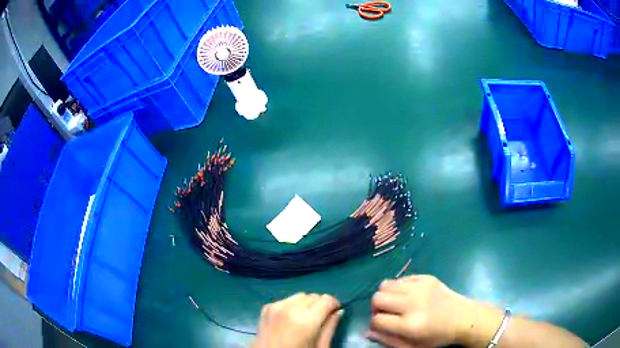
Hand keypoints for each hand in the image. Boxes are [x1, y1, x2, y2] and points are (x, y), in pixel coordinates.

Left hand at [252, 293, 343, 347]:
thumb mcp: (320, 347)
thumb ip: (330, 328)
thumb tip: (338, 311)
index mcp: (306, 320)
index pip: (327, 299)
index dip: (334, 304)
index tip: (335, 312)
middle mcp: (290, 308)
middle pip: (313, 296)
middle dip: (320, 305)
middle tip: (321, 318)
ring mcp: (276, 307)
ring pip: (299, 296)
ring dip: (306, 304)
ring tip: (306, 319)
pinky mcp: (266, 308)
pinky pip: (286, 300)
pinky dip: (292, 306)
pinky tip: (291, 319)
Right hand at [368, 275, 476, 347]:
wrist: (463, 318)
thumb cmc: (438, 336)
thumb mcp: (413, 346)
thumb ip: (388, 340)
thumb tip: (367, 331)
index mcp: (410, 325)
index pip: (377, 320)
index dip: (374, 324)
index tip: (381, 325)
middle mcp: (413, 303)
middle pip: (377, 298)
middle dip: (376, 307)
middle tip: (386, 313)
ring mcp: (421, 287)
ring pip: (386, 284)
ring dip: (386, 295)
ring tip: (395, 302)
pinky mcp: (427, 278)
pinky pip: (402, 278)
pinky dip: (399, 287)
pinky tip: (408, 295)